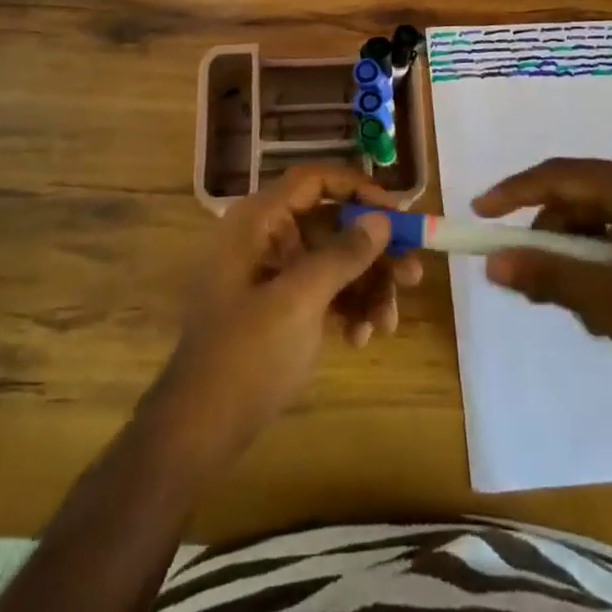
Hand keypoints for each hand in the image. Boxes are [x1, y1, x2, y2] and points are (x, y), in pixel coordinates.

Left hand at [152, 163, 424, 462]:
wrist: (199, 430)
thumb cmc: (245, 354)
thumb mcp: (299, 301)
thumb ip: (342, 255)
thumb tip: (382, 219)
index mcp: (259, 221)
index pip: (314, 180)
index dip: (358, 189)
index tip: (397, 215)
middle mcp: (266, 237)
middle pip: (332, 224)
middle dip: (374, 251)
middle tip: (412, 275)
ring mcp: (273, 274)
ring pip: (335, 261)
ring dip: (367, 287)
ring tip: (387, 323)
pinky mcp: (281, 306)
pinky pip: (326, 290)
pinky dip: (348, 308)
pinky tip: (361, 338)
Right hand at [473, 158, 611, 416]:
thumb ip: (549, 276)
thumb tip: (492, 264)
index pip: (559, 174)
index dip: (513, 192)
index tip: (478, 213)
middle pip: (577, 195)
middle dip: (547, 236)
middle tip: (525, 278)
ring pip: (596, 218)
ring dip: (574, 256)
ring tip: (574, 307)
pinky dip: (599, 262)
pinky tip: (603, 306)